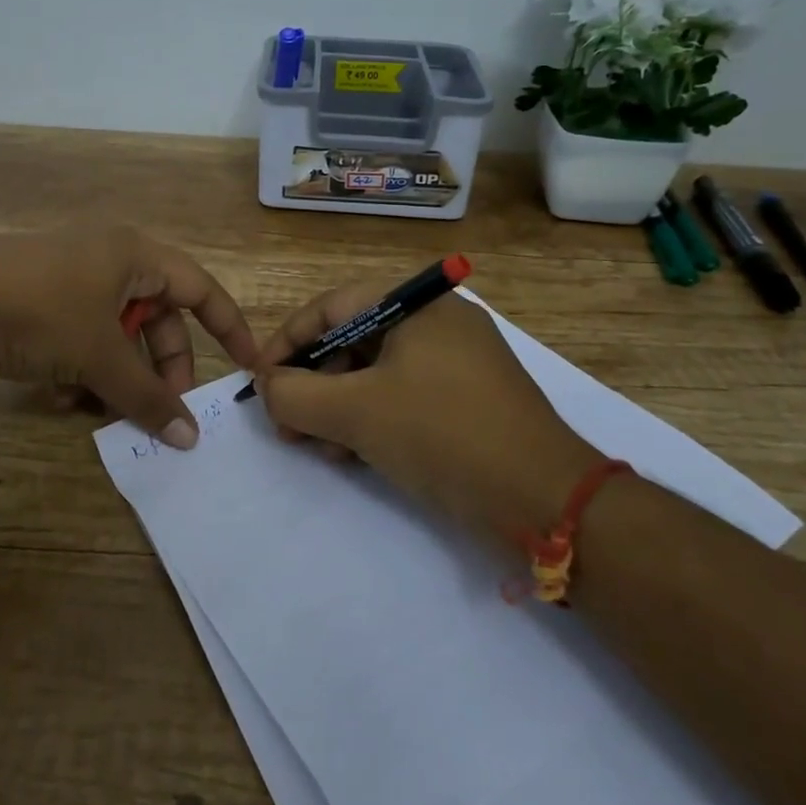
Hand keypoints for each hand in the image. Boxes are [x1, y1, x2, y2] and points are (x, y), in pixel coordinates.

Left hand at [0, 225, 256, 447]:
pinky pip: (79, 339)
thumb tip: (189, 439)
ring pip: (115, 335)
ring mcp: (68, 280)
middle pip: (156, 318)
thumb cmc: (41, 312)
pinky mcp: (36, 302)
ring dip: (116, 376)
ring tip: (101, 411)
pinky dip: (80, 370)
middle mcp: (106, 259)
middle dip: (160, 366)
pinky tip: (60, 399)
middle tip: (162, 408)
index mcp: (133, 255)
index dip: (229, 327)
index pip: (200, 289)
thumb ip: (148, 397)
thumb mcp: (100, 356)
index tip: (249, 365)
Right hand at [254, 285, 598, 544]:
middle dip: (313, 383)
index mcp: (417, 304)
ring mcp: (458, 361)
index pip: (332, 307)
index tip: (260, 380)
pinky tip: (354, 454)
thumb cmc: (442, 434)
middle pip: (353, 340)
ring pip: (376, 373)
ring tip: (318, 446)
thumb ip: (295, 394)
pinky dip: (372, 419)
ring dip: (338, 407)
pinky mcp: (469, 400)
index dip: (288, 342)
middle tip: (286, 423)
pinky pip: (404, 396)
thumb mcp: (356, 412)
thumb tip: (266, 385)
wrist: (545, 500)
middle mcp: (438, 321)